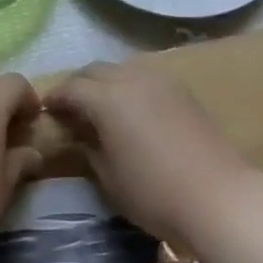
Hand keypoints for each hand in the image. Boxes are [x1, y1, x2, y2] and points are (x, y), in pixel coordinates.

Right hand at [44, 61, 251, 245]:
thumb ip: (89, 149)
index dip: (55, 98)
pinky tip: (133, 108)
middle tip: (70, 107)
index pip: (72, 88)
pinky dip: (130, 85)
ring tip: (101, 106)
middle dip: (79, 84)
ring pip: (122, 68)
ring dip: (106, 81)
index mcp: (107, 98)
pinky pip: (146, 76)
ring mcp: (160, 80)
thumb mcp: (109, 178)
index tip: (45, 110)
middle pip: (96, 70)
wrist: (217, 195)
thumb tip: (79, 134)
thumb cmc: (154, 192)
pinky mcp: (182, 89)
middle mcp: (131, 78)